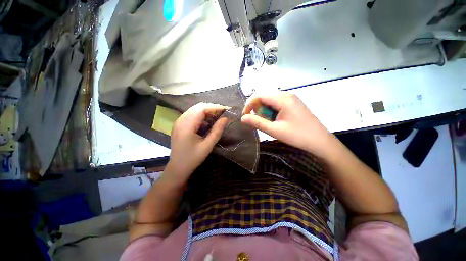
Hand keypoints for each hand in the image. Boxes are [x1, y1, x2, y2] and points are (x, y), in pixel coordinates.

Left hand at [166, 103, 227, 182]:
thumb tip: (225, 118)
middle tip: (222, 113)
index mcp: (187, 126)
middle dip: (211, 108)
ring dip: (206, 112)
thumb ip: (217, 131)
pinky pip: (191, 115)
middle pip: (197, 107)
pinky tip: (207, 122)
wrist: (177, 168)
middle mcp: (181, 120)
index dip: (214, 107)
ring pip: (194, 110)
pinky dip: (201, 116)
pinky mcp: (179, 125)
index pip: (201, 109)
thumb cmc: (193, 158)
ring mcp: (178, 122)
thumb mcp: (207, 146)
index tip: (226, 110)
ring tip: (217, 117)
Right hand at [241, 93, 333, 157]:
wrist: (320, 141)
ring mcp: (291, 99)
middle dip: (257, 109)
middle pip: (264, 97)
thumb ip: (257, 123)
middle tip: (258, 122)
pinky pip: (276, 104)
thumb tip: (242, 118)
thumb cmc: (298, 136)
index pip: (259, 95)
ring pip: (270, 101)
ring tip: (268, 123)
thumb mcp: (274, 130)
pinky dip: (271, 112)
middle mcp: (286, 95)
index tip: (245, 116)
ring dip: (264, 111)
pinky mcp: (293, 104)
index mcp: (283, 98)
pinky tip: (275, 121)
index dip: (249, 104)